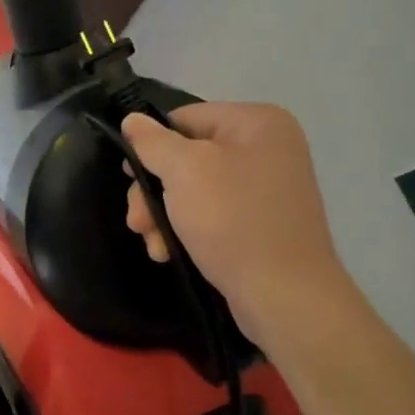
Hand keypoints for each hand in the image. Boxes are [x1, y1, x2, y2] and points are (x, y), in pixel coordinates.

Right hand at [121, 102, 351, 343]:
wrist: (285, 296)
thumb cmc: (233, 221)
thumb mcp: (185, 172)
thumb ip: (153, 142)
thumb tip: (131, 120)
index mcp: (256, 122)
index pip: (184, 118)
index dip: (151, 146)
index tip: (129, 178)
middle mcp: (267, 148)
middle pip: (186, 157)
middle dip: (154, 191)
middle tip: (136, 222)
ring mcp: (266, 188)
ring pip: (193, 190)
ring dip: (163, 216)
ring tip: (152, 244)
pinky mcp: (260, 223)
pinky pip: (212, 214)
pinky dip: (186, 231)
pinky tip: (169, 253)